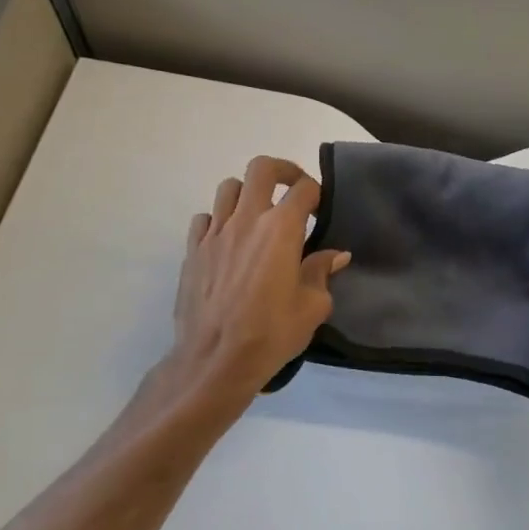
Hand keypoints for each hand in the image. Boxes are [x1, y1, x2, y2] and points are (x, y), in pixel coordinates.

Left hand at [162, 157, 349, 403]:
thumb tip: (336, 256)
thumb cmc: (271, 333)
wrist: (215, 360)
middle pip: (261, 169)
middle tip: (292, 189)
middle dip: (282, 171)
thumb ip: (322, 272)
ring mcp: (215, 233)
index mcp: (280, 229)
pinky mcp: (192, 250)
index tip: (320, 208)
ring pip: (229, 188)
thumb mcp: (312, 307)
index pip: (303, 189)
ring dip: (247, 193)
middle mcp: (246, 220)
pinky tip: (228, 242)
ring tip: (257, 215)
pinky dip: (219, 220)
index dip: (316, 193)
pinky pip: (205, 218)